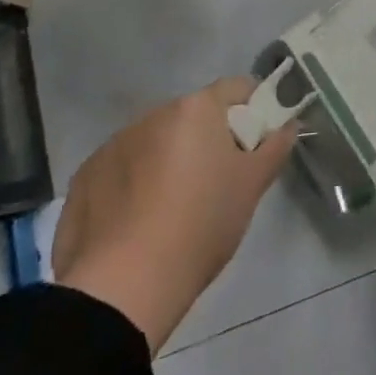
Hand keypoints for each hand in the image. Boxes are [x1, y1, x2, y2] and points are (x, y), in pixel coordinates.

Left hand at [52, 77, 295, 351]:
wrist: (124, 286)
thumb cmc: (201, 225)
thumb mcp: (252, 187)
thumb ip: (275, 147)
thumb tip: (289, 125)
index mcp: (196, 108)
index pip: (237, 88)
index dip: (253, 110)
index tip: (257, 143)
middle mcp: (154, 113)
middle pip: (193, 115)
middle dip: (208, 139)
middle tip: (219, 183)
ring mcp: (114, 142)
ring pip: (156, 141)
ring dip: (168, 159)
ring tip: (173, 210)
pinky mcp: (86, 175)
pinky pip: (122, 168)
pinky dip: (133, 184)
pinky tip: (137, 223)